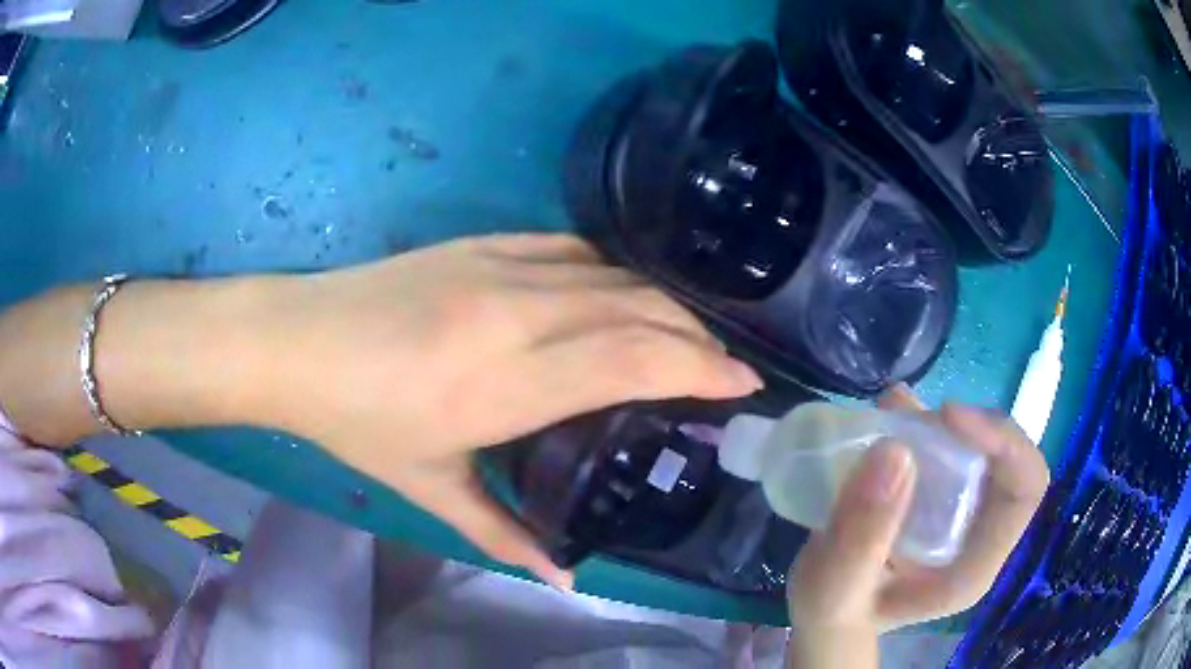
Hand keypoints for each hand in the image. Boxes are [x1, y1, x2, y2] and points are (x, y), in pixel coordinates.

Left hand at [0, 234, 760, 590]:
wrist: (295, 342)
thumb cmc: (356, 421)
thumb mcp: (428, 488)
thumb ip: (503, 535)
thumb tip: (562, 576)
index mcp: (504, 383)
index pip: (632, 361)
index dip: (698, 367)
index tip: (739, 383)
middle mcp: (515, 314)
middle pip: (637, 312)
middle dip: (695, 338)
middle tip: (724, 366)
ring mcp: (497, 268)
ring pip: (612, 277)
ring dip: (661, 304)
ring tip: (686, 336)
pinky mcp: (480, 244)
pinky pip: (570, 250)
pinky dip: (612, 273)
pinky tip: (623, 294)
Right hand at [785, 384, 1049, 668]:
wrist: (821, 619)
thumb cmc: (830, 617)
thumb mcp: (834, 591)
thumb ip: (860, 538)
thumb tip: (894, 451)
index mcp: (972, 566)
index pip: (1024, 490)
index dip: (1003, 443)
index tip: (947, 418)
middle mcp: (977, 534)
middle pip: (1005, 458)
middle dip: (966, 427)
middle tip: (906, 415)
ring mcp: (959, 513)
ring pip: (977, 446)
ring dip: (940, 422)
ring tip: (890, 413)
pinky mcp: (937, 497)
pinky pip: (947, 445)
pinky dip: (924, 423)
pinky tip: (890, 417)